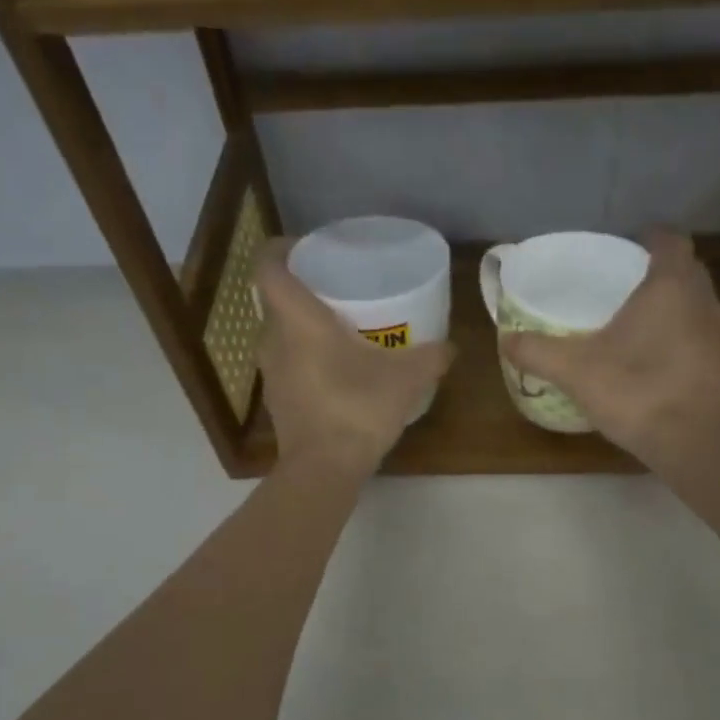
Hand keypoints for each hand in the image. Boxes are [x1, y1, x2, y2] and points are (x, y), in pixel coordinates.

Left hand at [255, 239, 453, 477]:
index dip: (282, 249)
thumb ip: (431, 357)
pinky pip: (289, 364)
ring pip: (282, 334)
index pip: (269, 267)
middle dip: (304, 290)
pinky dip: (307, 358)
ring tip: (342, 328)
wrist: (323, 470)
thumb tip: (450, 347)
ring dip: (305, 327)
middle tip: (339, 289)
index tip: (306, 248)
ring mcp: (271, 373)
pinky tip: (338, 371)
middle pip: (277, 300)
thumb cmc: (357, 409)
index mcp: (298, 320)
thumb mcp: (407, 380)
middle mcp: (274, 340)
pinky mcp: (278, 401)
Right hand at [502, 231, 719, 464]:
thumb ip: (538, 351)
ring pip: (697, 303)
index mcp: (670, 285)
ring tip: (641, 318)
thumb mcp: (575, 370)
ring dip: (675, 304)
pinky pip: (700, 336)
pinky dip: (682, 336)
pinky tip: (655, 356)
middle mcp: (702, 300)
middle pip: (687, 270)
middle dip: (662, 270)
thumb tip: (506, 339)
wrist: (692, 442)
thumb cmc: (636, 390)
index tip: (630, 243)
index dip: (652, 237)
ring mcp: (717, 335)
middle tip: (627, 281)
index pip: (670, 241)